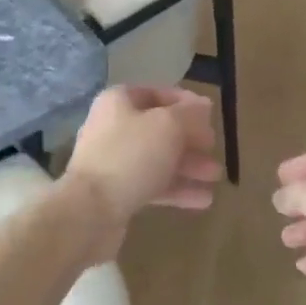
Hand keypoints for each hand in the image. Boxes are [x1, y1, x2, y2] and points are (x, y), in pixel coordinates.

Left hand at [67, 86, 220, 259]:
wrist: (89, 211)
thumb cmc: (131, 156)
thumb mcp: (168, 126)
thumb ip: (190, 114)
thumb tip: (204, 105)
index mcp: (119, 102)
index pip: (156, 93)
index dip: (185, 102)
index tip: (211, 115)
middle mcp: (113, 128)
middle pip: (159, 129)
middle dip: (190, 139)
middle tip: (214, 148)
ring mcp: (114, 162)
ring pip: (158, 159)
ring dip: (188, 166)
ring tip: (216, 176)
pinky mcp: (117, 193)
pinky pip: (152, 185)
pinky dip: (177, 189)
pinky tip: (204, 199)